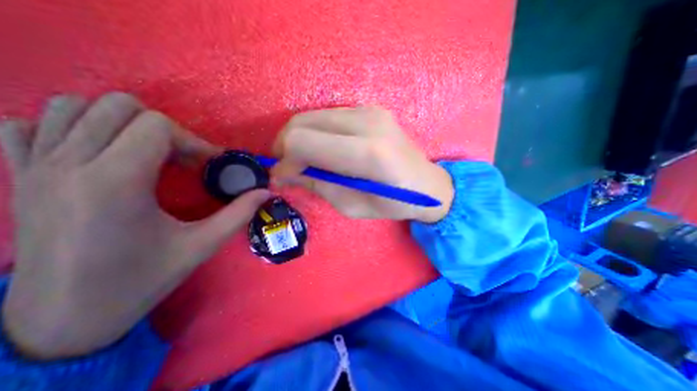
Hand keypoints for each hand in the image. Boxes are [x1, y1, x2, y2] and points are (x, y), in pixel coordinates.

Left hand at [0, 92, 268, 360]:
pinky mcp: (18, 177)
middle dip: (164, 129)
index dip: (192, 140)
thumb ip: (239, 214)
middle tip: (181, 159)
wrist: (64, 319)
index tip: (207, 164)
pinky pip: (27, 125)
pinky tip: (97, 152)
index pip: (156, 126)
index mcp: (116, 183)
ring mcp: (34, 168)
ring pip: (74, 107)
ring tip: (147, 152)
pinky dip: (68, 127)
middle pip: (120, 107)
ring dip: (123, 123)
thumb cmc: (143, 279)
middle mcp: (69, 165)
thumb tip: (266, 193)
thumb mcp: (202, 245)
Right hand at [269, 107, 455, 222]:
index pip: (303, 142)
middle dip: (286, 146)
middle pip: (303, 123)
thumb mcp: (351, 205)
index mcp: (367, 153)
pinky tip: (323, 149)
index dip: (285, 160)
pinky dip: (316, 132)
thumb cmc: (393, 203)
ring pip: (312, 116)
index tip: (283, 177)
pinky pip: (327, 116)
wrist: (427, 183)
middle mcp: (368, 123)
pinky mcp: (370, 108)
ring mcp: (370, 110)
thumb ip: (316, 184)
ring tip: (304, 160)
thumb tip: (283, 172)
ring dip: (300, 138)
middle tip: (289, 167)